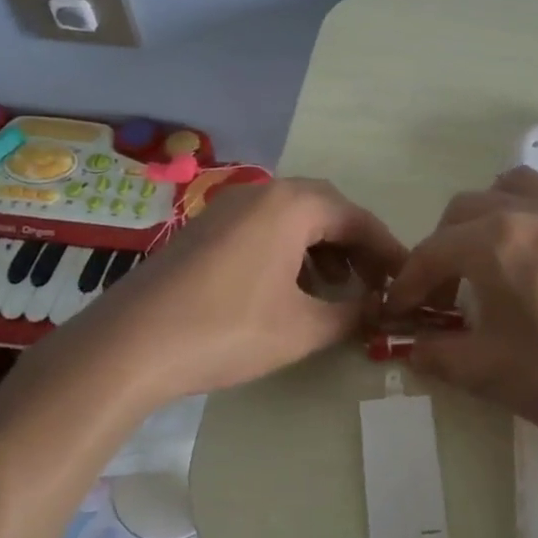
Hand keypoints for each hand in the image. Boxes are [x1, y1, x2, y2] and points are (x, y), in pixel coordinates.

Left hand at [45, 177, 407, 409]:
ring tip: (336, 290)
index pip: (357, 218)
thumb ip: (350, 315)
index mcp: (291, 205)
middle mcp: (262, 194)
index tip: (407, 279)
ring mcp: (228, 208)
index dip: (387, 250)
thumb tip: (378, 311)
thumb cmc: (227, 330)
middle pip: (325, 210)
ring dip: (322, 248)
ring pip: (292, 218)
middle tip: (375, 281)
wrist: (130, 344)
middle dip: (355, 245)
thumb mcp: (301, 328)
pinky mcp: (205, 229)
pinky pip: (263, 228)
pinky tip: (290, 288)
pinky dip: (289, 251)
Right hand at [384, 167, 537, 453]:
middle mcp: (530, 215)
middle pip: (466, 209)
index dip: (409, 282)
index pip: (432, 252)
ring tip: (488, 246)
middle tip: (443, 293)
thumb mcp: (489, 373)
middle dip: (442, 246)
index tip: (400, 312)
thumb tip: (412, 349)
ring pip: (520, 183)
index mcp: (493, 243)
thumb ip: (440, 356)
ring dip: (492, 206)